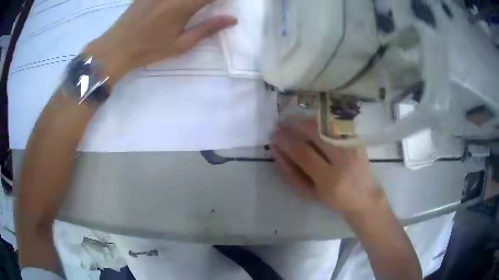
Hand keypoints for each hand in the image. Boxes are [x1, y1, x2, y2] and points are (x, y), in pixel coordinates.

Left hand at [83, 0, 236, 84]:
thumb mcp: (181, 44)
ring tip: (190, 8)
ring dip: (191, 0)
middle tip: (206, 6)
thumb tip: (232, 19)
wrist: (117, 46)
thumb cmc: (149, 49)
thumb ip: (207, 29)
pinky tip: (174, 6)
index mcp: (185, 5)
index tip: (224, 4)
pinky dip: (176, 0)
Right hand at [271, 115, 384, 214]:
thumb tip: (276, 150)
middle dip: (296, 124)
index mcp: (330, 180)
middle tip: (282, 122)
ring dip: (307, 119)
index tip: (274, 135)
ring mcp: (352, 146)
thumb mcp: (310, 193)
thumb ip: (291, 173)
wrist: (364, 195)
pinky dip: (320, 119)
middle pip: (318, 133)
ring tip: (293, 120)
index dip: (287, 142)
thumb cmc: (333, 198)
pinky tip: (310, 121)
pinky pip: (336, 123)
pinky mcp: (357, 139)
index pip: (304, 154)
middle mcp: (344, 160)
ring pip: (327, 124)